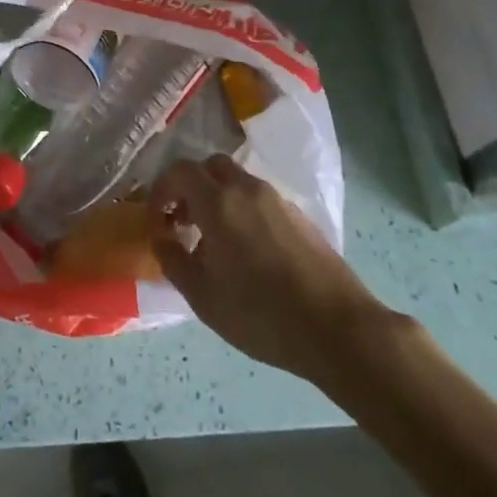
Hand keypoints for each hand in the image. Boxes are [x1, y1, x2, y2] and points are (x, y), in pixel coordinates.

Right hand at [148, 155, 389, 387]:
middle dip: (190, 187)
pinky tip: (248, 252)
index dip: (161, 191)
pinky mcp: (300, 216)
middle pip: (210, 167)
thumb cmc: (260, 314)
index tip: (158, 221)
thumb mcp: (202, 296)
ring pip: (237, 182)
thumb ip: (173, 260)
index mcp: (218, 202)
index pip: (179, 172)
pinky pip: (259, 200)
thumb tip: (161, 238)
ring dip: (217, 199)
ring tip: (215, 242)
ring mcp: (277, 200)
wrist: (338, 329)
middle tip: (184, 222)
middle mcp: (247, 189)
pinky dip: (242, 210)